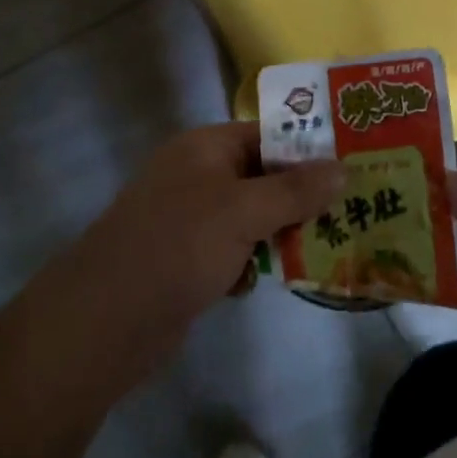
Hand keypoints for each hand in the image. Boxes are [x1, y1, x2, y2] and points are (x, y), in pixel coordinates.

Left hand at [59, 123, 344, 386]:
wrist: (103, 322)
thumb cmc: (177, 247)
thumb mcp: (242, 211)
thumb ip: (295, 190)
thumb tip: (343, 168)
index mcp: (206, 148)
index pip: (268, 135)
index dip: (309, 149)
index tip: (353, 167)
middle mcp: (198, 175)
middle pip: (264, 176)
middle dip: (302, 196)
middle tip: (351, 212)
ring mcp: (190, 219)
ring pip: (252, 216)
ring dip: (281, 233)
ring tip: (326, 248)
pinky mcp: (187, 259)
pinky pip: (234, 249)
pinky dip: (251, 262)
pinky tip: (265, 282)